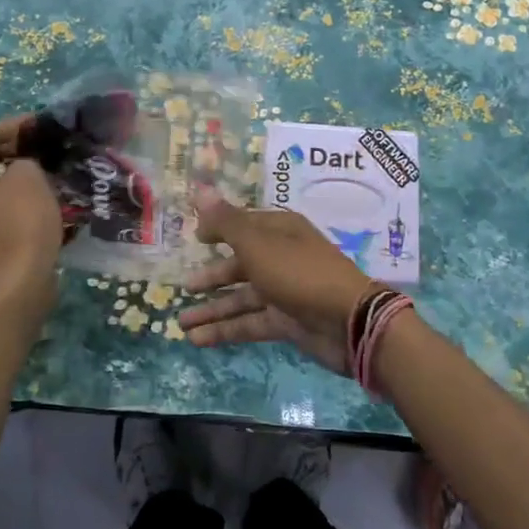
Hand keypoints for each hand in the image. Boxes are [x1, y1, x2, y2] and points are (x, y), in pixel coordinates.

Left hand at [0, 116, 61, 311]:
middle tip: (44, 147)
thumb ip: (25, 159)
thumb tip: (21, 166)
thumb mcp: (30, 177)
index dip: (17, 125)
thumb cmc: (20, 223)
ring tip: (42, 170)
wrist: (14, 286)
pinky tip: (33, 198)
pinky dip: (6, 197)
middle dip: (12, 149)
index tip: (44, 125)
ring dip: (10, 175)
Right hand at [176, 188, 373, 374]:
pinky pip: (250, 323)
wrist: (348, 321)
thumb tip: (200, 189)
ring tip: (181, 323)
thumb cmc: (299, 272)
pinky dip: (225, 330)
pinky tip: (197, 339)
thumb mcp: (257, 244)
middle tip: (184, 286)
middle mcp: (282, 257)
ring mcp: (285, 291)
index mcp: (280, 231)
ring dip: (213, 309)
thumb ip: (226, 222)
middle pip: (241, 264)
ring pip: (242, 298)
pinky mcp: (286, 322)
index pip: (244, 224)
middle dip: (213, 276)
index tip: (195, 237)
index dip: (219, 228)